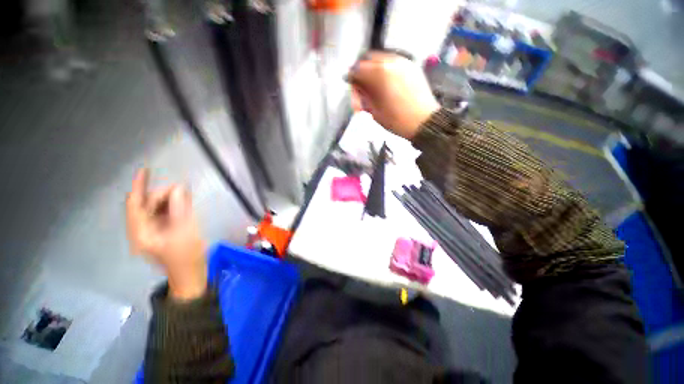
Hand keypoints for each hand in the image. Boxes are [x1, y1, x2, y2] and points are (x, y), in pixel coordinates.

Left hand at [126, 169, 207, 299]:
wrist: (191, 276)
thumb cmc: (187, 258)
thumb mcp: (186, 232)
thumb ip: (180, 209)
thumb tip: (178, 189)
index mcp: (141, 232)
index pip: (135, 204)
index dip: (139, 186)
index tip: (145, 170)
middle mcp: (142, 230)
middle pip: (147, 205)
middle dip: (162, 195)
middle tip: (182, 190)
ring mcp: (152, 232)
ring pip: (156, 209)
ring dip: (169, 200)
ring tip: (186, 195)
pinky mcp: (162, 233)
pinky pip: (165, 215)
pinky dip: (174, 207)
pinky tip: (184, 202)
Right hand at [347, 51, 439, 139]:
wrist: (424, 122)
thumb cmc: (396, 120)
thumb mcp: (374, 111)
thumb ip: (364, 95)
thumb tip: (358, 86)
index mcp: (379, 73)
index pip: (357, 69)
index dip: (352, 78)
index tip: (351, 86)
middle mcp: (391, 61)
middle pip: (368, 59)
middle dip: (362, 71)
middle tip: (362, 86)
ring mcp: (403, 61)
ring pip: (381, 58)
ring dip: (373, 69)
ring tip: (374, 86)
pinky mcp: (412, 65)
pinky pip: (393, 62)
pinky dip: (385, 69)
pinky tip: (386, 83)